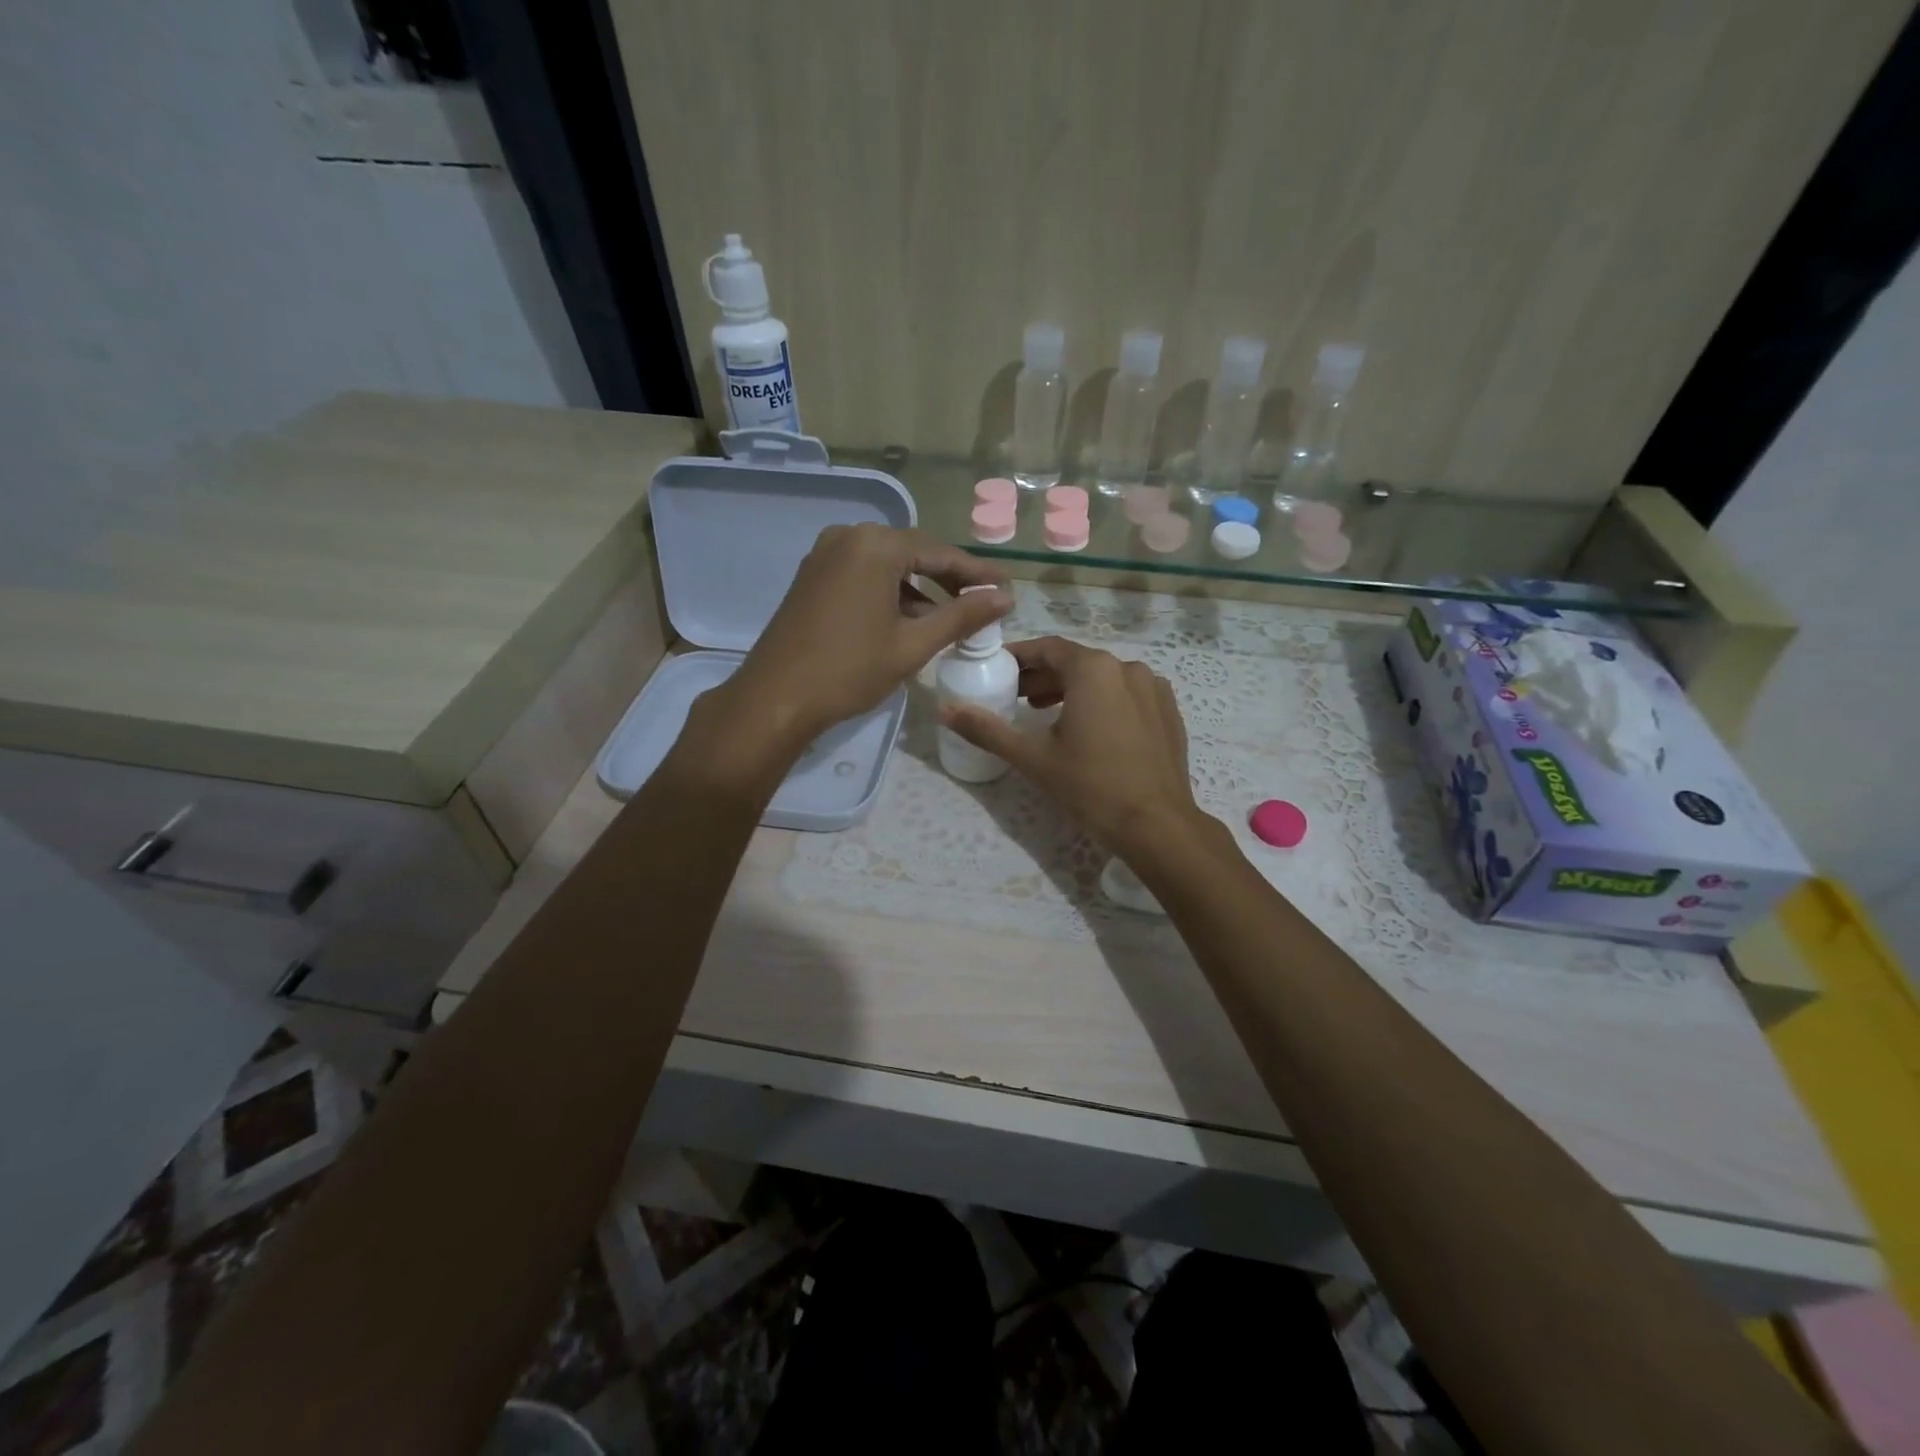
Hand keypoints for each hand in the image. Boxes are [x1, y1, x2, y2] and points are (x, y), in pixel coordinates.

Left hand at [718, 524, 1010, 753]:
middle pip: (912, 553)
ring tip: (948, 618)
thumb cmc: (849, 670)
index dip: (976, 573)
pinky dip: (889, 593)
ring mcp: (824, 555)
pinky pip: (862, 575)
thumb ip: (961, 616)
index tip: (1006, 587)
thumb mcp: (912, 644)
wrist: (775, 698)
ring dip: (919, 589)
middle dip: (948, 579)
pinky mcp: (811, 576)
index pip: (939, 553)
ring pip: (886, 565)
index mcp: (875, 545)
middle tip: (981, 602)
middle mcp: (848, 537)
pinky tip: (906, 620)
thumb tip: (1004, 597)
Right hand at [941, 636, 1203, 852]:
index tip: (997, 670)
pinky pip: (1127, 695)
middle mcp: (1127, 668)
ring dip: (1071, 690)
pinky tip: (1089, 730)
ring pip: (1103, 678)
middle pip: (1075, 662)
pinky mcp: (1168, 712)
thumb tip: (945, 710)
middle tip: (1015, 698)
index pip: (1047, 648)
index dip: (1019, 657)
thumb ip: (987, 729)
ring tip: (1045, 715)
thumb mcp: (1033, 757)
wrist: (1157, 825)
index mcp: (1094, 669)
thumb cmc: (1091, 786)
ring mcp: (1154, 689)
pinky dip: (1102, 702)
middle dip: (1042, 677)